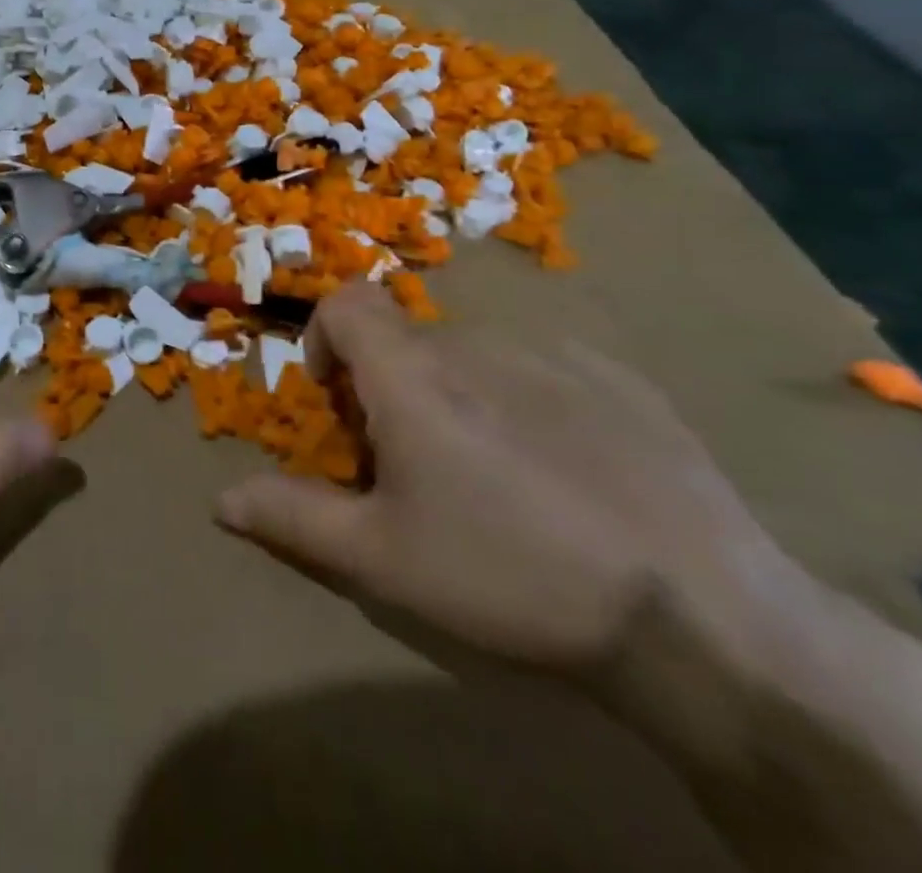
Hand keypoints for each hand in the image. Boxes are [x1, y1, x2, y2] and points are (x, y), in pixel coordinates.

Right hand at [214, 283, 801, 673]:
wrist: (702, 618)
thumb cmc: (510, 576)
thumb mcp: (381, 559)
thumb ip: (293, 517)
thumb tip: (220, 501)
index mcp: (413, 374)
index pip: (347, 302)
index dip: (326, 336)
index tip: (340, 399)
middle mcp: (477, 343)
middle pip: (409, 341)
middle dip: (393, 388)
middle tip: (418, 467)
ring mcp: (556, 354)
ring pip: (476, 355)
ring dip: (459, 395)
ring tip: (495, 476)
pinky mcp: (621, 378)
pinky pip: (544, 369)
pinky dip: (527, 401)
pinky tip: (567, 473)